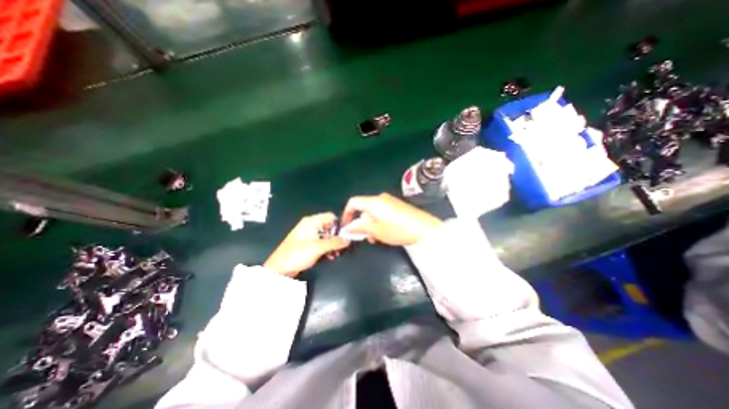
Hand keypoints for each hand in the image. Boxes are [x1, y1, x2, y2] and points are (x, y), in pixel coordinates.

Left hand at [266, 214, 349, 277]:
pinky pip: (321, 242)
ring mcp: (309, 234)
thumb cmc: (297, 254)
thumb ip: (335, 242)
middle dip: (336, 236)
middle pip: (329, 226)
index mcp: (312, 221)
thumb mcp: (318, 248)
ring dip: (332, 243)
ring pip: (326, 235)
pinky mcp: (308, 243)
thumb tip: (348, 239)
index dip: (339, 225)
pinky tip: (330, 256)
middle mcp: (311, 225)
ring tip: (336, 253)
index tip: (346, 235)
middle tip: (342, 246)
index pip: (331, 217)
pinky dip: (327, 247)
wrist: (280, 268)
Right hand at [341, 192, 440, 244]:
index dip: (347, 213)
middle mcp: (381, 198)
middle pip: (364, 207)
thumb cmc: (398, 230)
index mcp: (374, 202)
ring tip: (375, 237)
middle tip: (364, 236)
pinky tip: (384, 232)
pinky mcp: (397, 206)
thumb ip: (360, 228)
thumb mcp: (377, 231)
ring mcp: (390, 201)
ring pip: (373, 211)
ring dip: (370, 224)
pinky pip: (382, 212)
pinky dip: (378, 221)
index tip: (346, 226)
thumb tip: (347, 227)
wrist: (424, 229)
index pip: (353, 202)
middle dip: (361, 222)